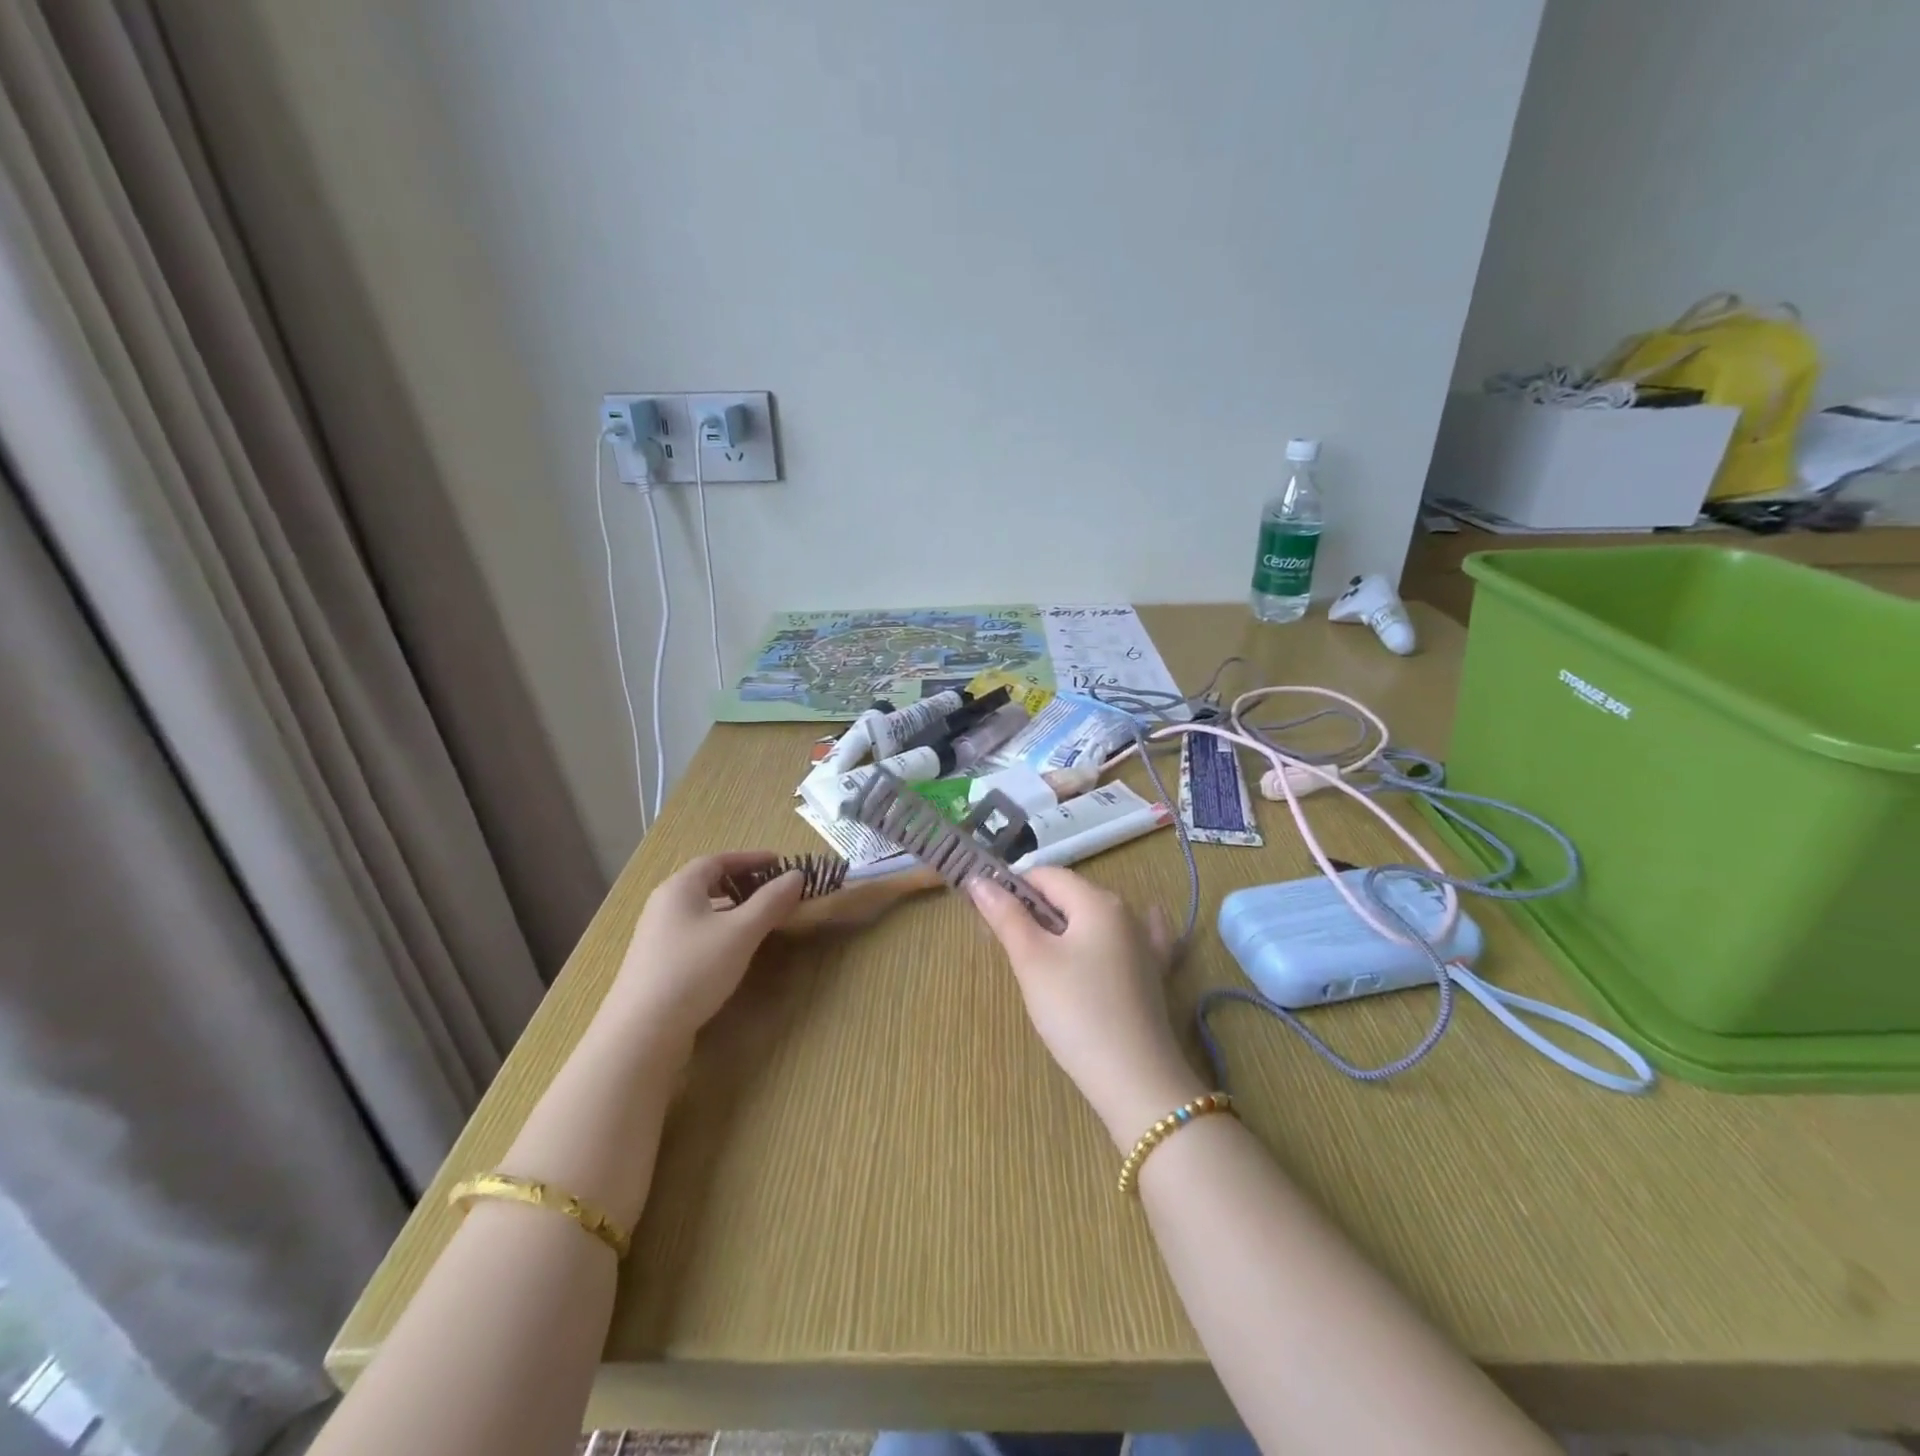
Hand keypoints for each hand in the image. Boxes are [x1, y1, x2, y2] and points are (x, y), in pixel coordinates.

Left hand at [604, 853, 804, 1052]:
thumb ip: (771, 901)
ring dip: (730, 908)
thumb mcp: (741, 932)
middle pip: (705, 883)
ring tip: (757, 920)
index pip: (717, 860)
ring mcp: (656, 936)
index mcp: (680, 888)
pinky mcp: (656, 964)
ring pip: (699, 910)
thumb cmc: (694, 969)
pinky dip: (717, 930)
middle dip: (741, 882)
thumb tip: (797, 875)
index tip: (779, 863)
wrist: (641, 1032)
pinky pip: (693, 933)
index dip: (750, 859)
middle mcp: (663, 905)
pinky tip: (731, 951)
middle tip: (770, 890)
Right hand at [970, 868, 1207, 1149]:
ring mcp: (1145, 944)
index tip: (986, 913)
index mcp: (1097, 901)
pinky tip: (1119, 933)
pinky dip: (1108, 937)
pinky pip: (1128, 941)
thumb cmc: (1076, 1011)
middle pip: (1070, 896)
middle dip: (1034, 910)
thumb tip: (978, 880)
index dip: (1013, 887)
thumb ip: (1005, 915)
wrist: (1135, 1079)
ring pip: (1093, 920)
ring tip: (1037, 957)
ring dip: (1062, 927)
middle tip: (1005, 943)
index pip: (1046, 875)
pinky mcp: (1153, 975)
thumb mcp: (1032, 960)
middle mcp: (1125, 912)